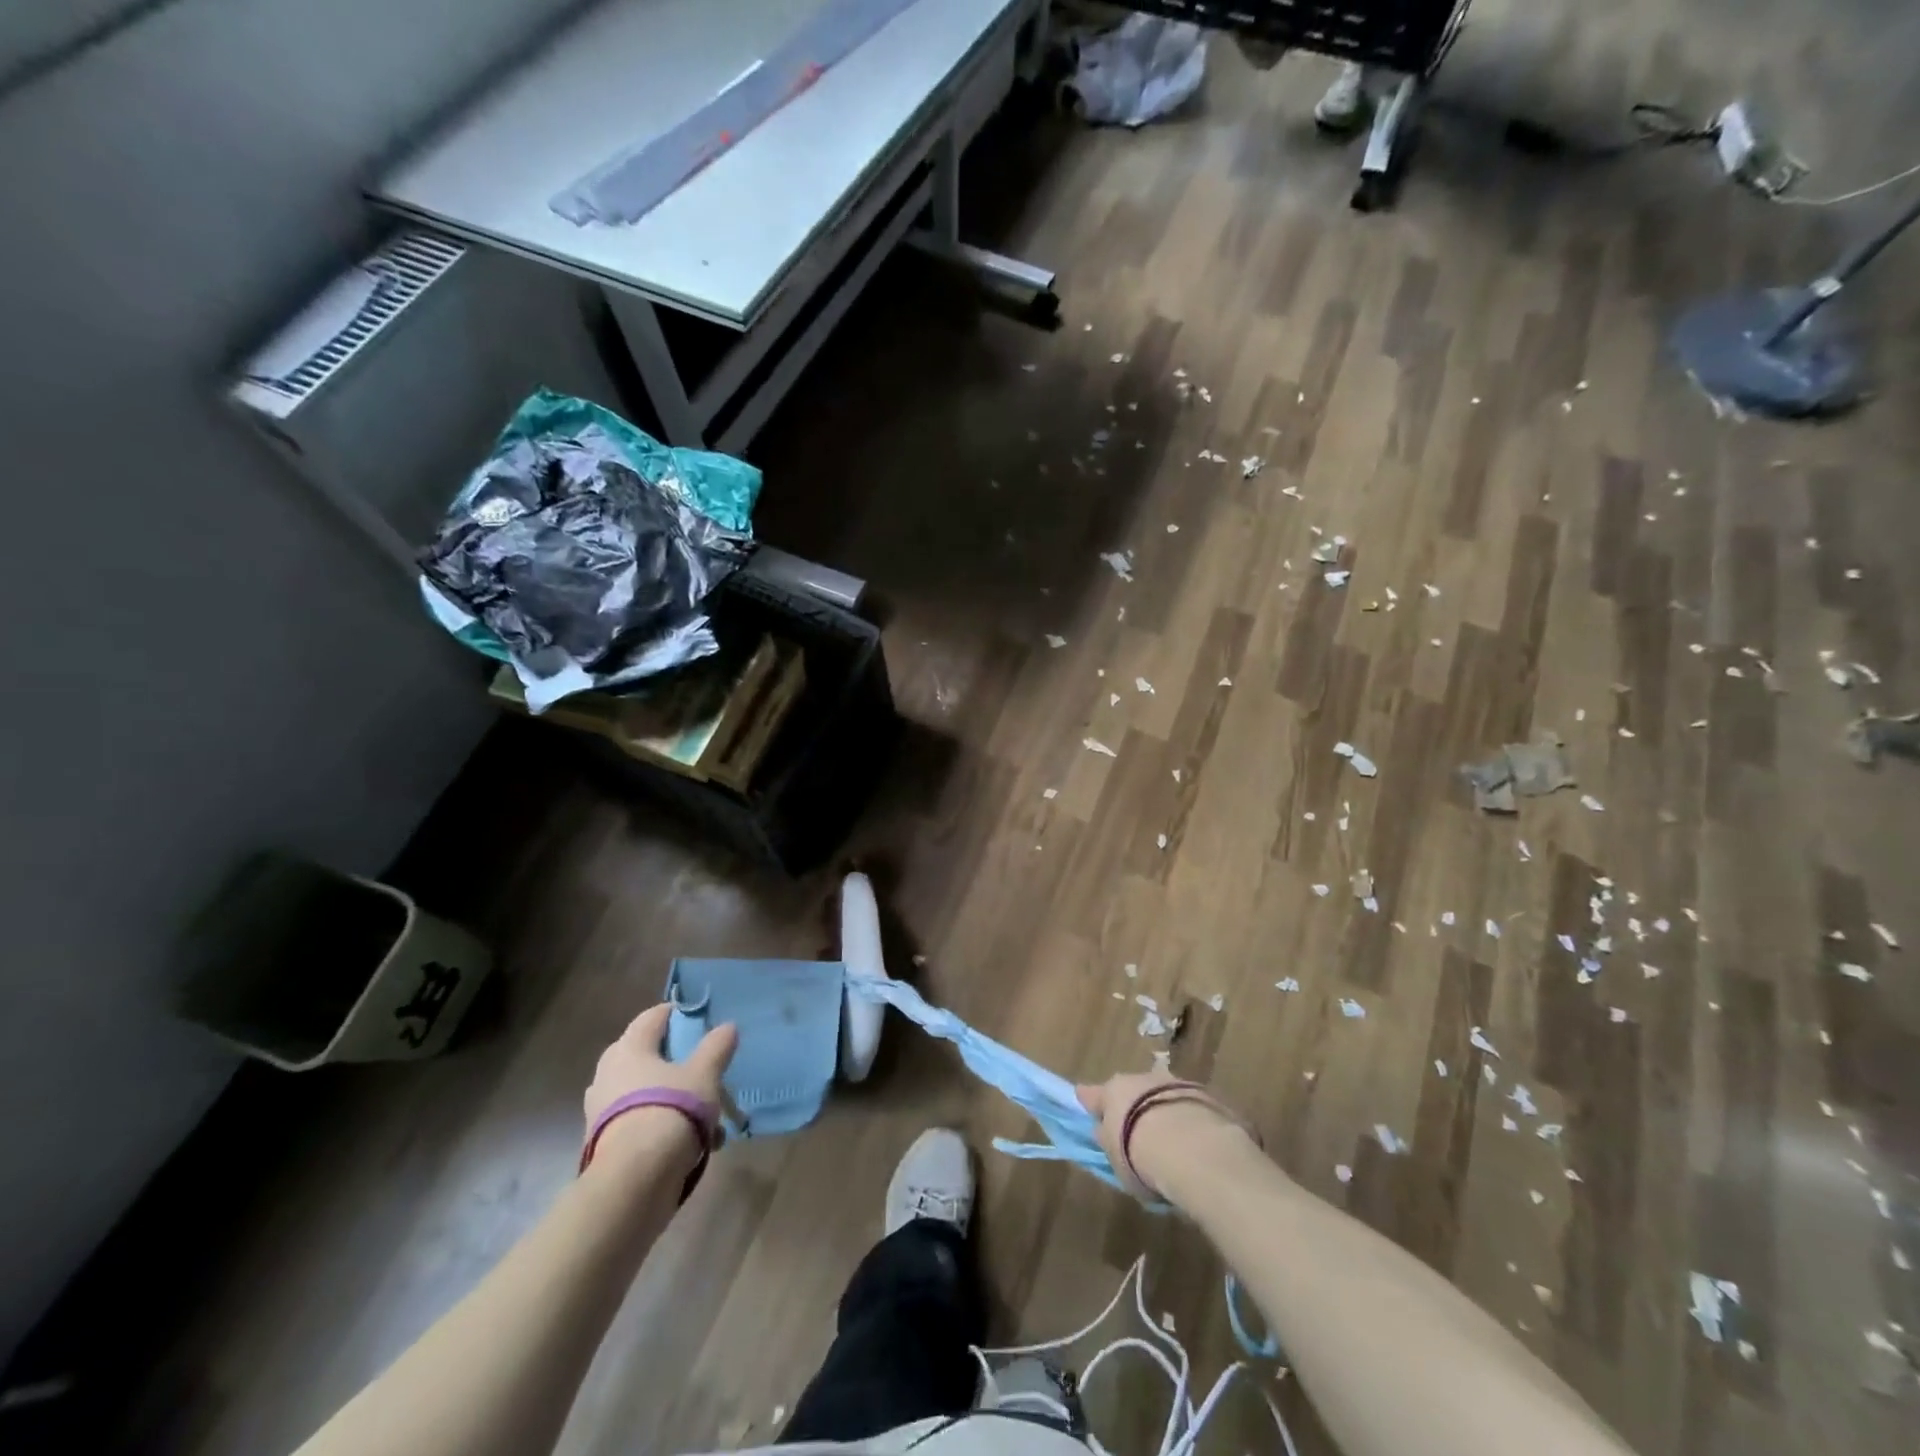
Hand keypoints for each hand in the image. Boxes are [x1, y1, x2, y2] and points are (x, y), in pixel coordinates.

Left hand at [584, 1004, 737, 1166]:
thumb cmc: (671, 1110)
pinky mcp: (603, 1143)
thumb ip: (716, 1047)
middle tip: (703, 1068)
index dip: (678, 1014)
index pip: (653, 1017)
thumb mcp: (704, 1074)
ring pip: (646, 1092)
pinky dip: (665, 1126)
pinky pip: (641, 1121)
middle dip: (677, 1062)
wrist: (634, 1181)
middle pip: (647, 1055)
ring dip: (675, 1099)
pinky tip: (697, 1145)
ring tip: (709, 1117)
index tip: (701, 1020)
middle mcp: (607, 1073)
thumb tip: (727, 1027)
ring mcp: (601, 1110)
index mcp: (628, 1048)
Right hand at [1077, 1068, 1248, 1201]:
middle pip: (1131, 1092)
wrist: (1192, 1149)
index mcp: (1112, 1091)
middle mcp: (1140, 1079)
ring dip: (1162, 1111)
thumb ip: (1110, 1142)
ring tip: (1170, 1143)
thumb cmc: (1140, 1156)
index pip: (1092, 1095)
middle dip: (1132, 1107)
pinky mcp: (1203, 1094)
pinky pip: (1187, 1107)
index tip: (1086, 1104)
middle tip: (1137, 1134)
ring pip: (1160, 1096)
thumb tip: (1104, 1132)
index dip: (1090, 1102)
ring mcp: (1173, 1083)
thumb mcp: (1116, 1159)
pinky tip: (1194, 1144)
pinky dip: (1187, 1119)